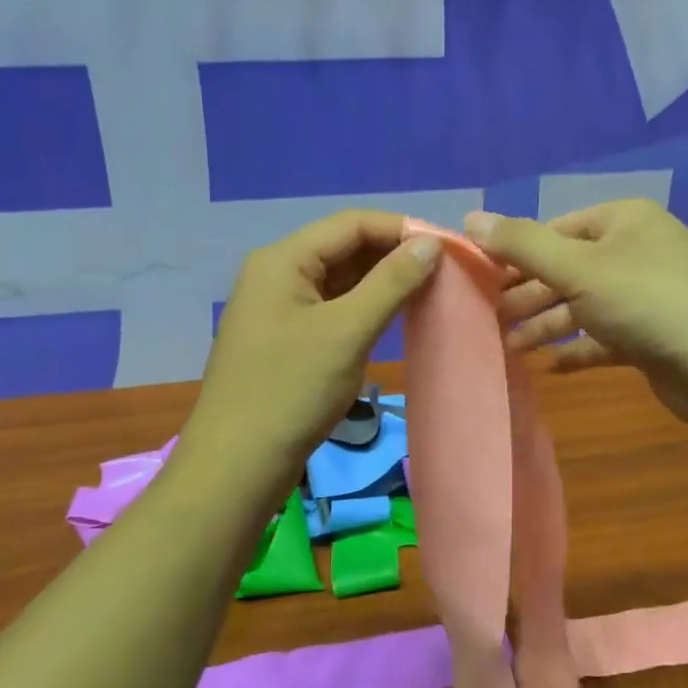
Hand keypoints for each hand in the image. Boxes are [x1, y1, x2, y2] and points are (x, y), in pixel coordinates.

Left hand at [180, 211, 440, 504]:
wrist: (238, 464)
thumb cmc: (292, 391)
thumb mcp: (347, 331)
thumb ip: (391, 282)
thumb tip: (430, 243)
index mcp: (283, 260)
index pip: (352, 223)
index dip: (402, 229)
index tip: (449, 247)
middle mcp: (278, 273)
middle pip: (344, 247)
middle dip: (394, 254)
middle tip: (446, 272)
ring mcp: (279, 307)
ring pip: (340, 279)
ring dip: (383, 281)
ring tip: (430, 291)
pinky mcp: (286, 337)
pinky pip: (333, 307)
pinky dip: (365, 307)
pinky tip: (396, 317)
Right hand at [470, 200, 687, 429]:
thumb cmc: (646, 301)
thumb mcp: (577, 268)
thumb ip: (522, 245)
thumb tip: (469, 218)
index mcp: (624, 220)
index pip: (556, 229)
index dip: (516, 253)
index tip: (481, 279)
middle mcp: (637, 250)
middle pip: (568, 268)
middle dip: (529, 294)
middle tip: (491, 318)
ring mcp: (648, 294)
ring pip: (585, 304)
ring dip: (547, 324)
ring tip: (510, 347)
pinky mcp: (653, 335)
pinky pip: (605, 336)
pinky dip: (578, 348)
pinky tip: (550, 367)